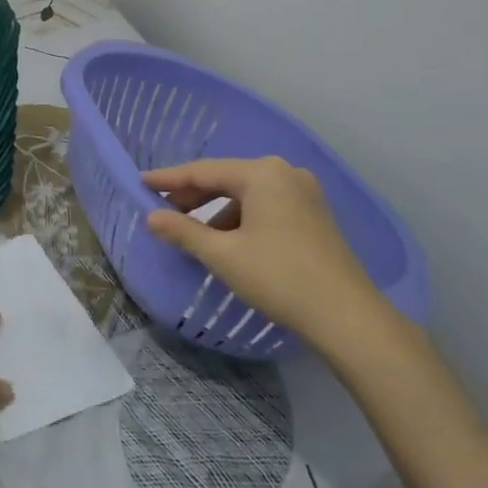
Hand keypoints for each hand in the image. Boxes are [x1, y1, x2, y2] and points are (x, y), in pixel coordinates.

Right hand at [144, 157, 400, 361]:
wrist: (347, 316)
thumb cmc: (279, 277)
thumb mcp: (223, 254)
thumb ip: (183, 231)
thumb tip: (151, 217)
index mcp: (262, 173)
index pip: (203, 171)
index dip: (169, 179)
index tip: (141, 183)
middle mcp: (284, 173)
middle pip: (226, 179)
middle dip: (193, 196)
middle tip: (161, 211)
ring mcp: (304, 193)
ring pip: (247, 195)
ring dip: (216, 211)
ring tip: (192, 233)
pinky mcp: (314, 215)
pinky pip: (265, 206)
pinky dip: (241, 219)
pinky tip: (227, 242)